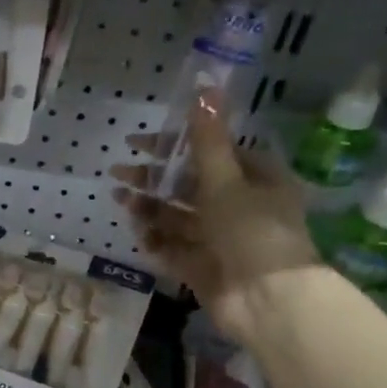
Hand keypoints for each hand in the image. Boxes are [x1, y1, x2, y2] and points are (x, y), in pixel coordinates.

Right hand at [113, 95, 319, 341]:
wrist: (268, 301)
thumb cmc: (253, 231)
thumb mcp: (228, 180)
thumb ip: (208, 140)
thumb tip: (204, 86)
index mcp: (255, 179)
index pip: (209, 153)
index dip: (174, 146)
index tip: (138, 142)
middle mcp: (237, 207)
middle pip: (188, 187)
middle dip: (154, 179)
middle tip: (118, 173)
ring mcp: (218, 240)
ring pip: (177, 218)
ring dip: (149, 208)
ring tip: (120, 199)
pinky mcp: (202, 268)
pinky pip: (173, 249)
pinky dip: (156, 240)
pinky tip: (137, 232)